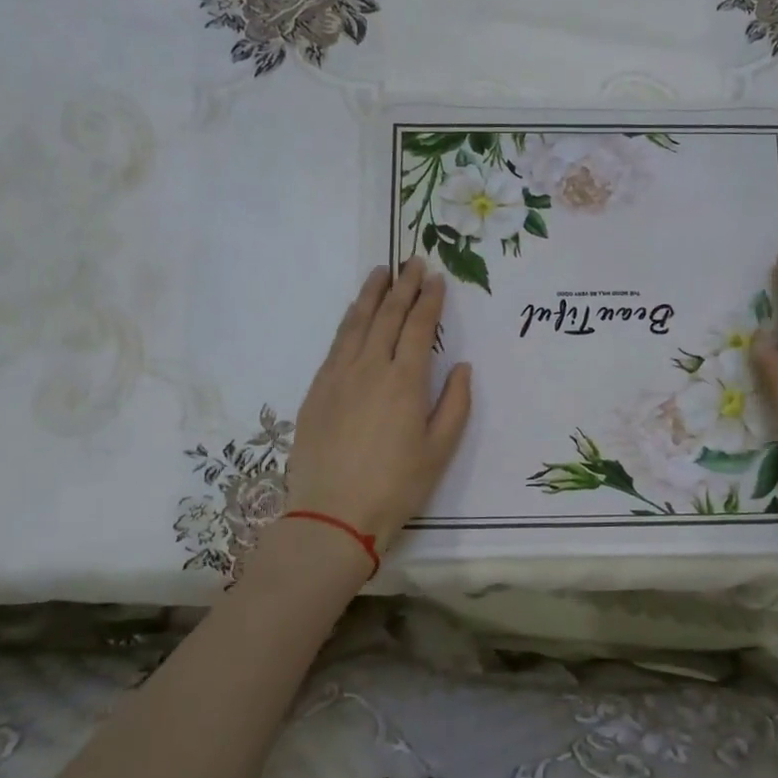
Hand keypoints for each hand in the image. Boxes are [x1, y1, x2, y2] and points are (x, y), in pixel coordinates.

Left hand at [285, 259, 471, 551]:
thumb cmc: (396, 485)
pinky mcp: (317, 389)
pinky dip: (348, 321)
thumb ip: (455, 404)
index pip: (418, 328)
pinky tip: (354, 313)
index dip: (429, 300)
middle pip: (387, 316)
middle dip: (403, 287)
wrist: (333, 514)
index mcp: (405, 382)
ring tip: (382, 273)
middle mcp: (370, 368)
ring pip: (356, 323)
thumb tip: (461, 366)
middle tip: (412, 262)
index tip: (437, 278)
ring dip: (371, 295)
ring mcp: (338, 376)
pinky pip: (336, 343)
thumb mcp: (440, 450)